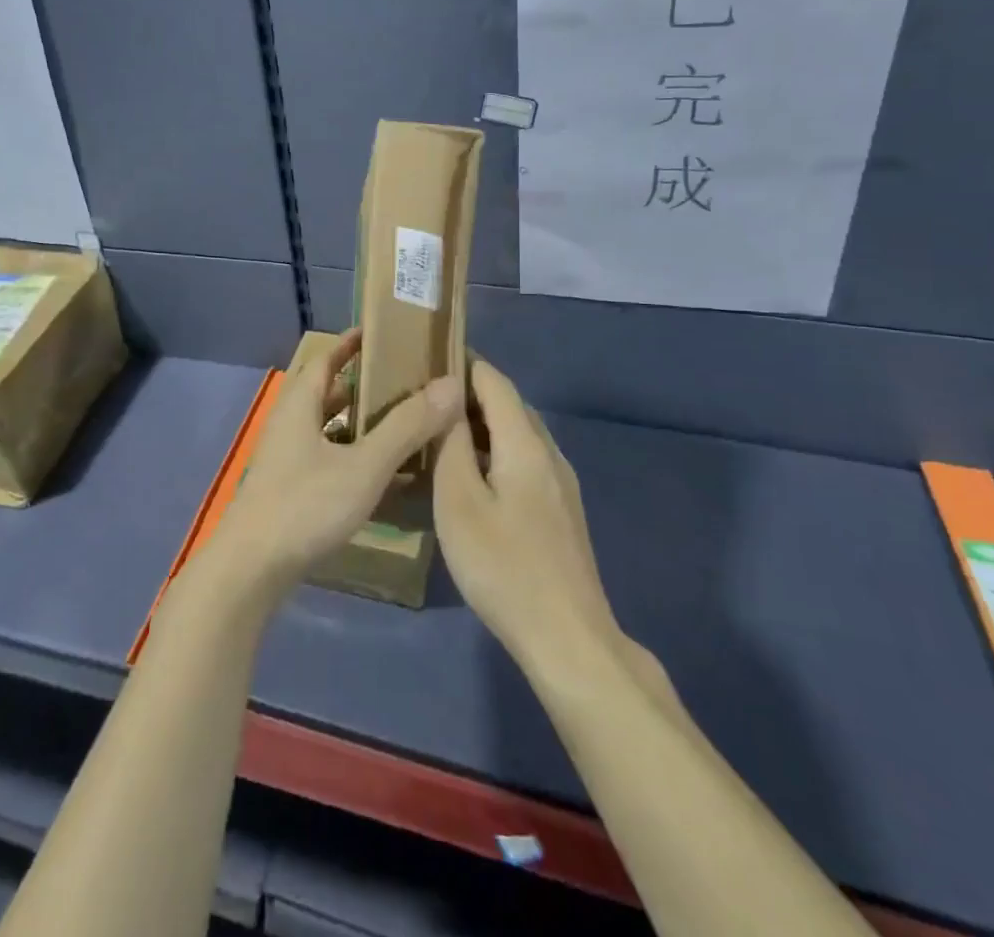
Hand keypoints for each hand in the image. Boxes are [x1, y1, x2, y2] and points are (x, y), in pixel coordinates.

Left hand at [203, 328, 464, 605]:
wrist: (252, 570)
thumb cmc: (306, 506)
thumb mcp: (364, 465)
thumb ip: (406, 426)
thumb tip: (451, 384)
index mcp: (300, 405)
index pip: (325, 358)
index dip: (351, 344)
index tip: (383, 334)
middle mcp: (289, 424)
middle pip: (327, 391)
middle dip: (363, 384)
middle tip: (406, 380)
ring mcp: (286, 458)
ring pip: (327, 426)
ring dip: (359, 421)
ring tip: (401, 421)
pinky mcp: (289, 488)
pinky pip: (326, 456)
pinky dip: (352, 454)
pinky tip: (380, 472)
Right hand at [434, 359, 629, 680]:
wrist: (568, 638)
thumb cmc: (504, 566)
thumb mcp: (460, 502)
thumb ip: (451, 445)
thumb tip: (445, 401)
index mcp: (525, 443)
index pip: (495, 381)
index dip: (464, 362)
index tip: (427, 355)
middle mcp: (549, 453)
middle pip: (510, 405)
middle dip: (469, 392)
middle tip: (424, 396)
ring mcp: (561, 484)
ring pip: (518, 435)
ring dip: (482, 424)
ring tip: (440, 431)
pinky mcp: (561, 511)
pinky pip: (525, 460)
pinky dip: (495, 451)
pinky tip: (471, 475)